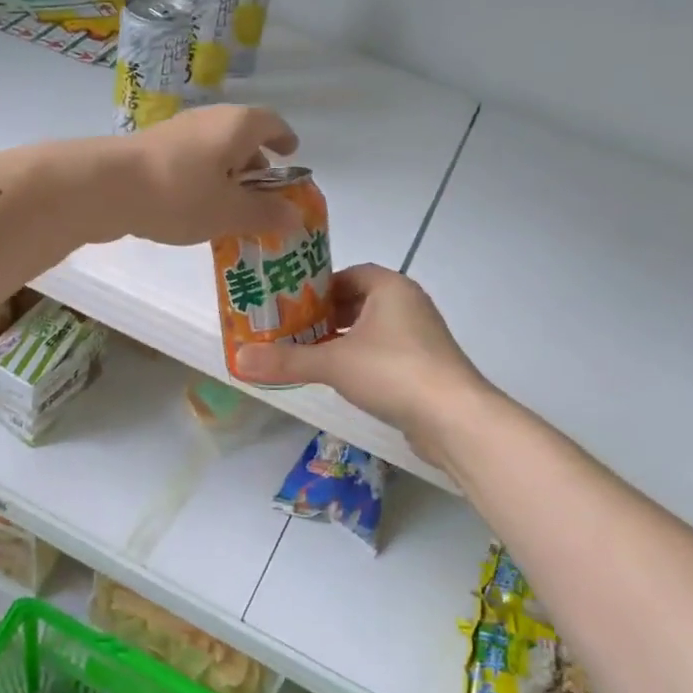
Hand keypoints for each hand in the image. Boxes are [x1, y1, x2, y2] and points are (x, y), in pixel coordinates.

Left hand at [104, 105, 302, 245]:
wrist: (107, 187)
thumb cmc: (180, 194)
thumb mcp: (229, 212)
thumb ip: (265, 214)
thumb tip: (296, 216)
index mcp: (237, 125)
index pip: (271, 123)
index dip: (284, 139)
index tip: (290, 155)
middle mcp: (209, 119)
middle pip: (242, 137)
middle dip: (255, 165)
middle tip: (263, 196)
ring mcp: (177, 132)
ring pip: (214, 151)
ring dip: (227, 176)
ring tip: (230, 210)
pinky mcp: (152, 149)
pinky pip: (191, 162)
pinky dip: (203, 180)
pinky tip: (195, 209)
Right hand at [233, 264, 493, 467]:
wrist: (454, 418)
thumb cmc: (393, 372)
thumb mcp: (333, 363)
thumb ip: (287, 360)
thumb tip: (238, 359)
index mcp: (390, 287)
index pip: (348, 274)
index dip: (317, 286)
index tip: (289, 303)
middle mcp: (408, 304)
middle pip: (358, 301)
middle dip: (325, 315)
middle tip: (289, 329)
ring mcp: (420, 337)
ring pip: (371, 330)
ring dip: (341, 339)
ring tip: (306, 353)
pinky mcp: (424, 366)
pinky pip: (384, 353)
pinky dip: (360, 359)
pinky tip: (339, 378)